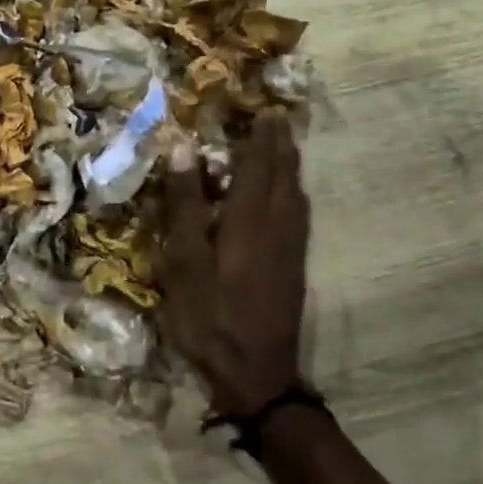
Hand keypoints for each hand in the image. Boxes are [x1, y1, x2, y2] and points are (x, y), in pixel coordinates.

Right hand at [160, 112, 308, 415]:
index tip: (266, 109)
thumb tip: (183, 149)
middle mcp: (278, 226)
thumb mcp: (183, 260)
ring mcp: (291, 249)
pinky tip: (288, 198)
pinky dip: (293, 192)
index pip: (258, 164)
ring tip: (283, 147)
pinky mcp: (294, 268)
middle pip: (284, 175)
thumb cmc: (209, 315)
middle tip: (277, 119)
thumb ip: (185, 204)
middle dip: (280, 144)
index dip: (261, 136)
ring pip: (295, 194)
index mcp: (249, 218)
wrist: (256, 374)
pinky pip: (299, 214)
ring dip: (290, 165)